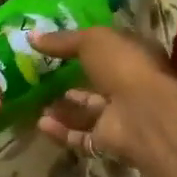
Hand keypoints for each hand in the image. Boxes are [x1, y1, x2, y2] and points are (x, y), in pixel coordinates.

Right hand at [30, 26, 176, 172]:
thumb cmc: (124, 66)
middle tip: (41, 80)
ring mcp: (122, 115)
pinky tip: (41, 124)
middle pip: (96, 84)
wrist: (145, 114)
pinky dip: (62, 132)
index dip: (82, 48)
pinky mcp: (111, 141)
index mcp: (133, 56)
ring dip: (63, 110)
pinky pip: (82, 136)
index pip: (107, 51)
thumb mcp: (92, 41)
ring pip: (87, 113)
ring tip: (36, 104)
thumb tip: (31, 36)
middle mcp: (129, 85)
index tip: (54, 48)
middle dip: (70, 83)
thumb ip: (62, 40)